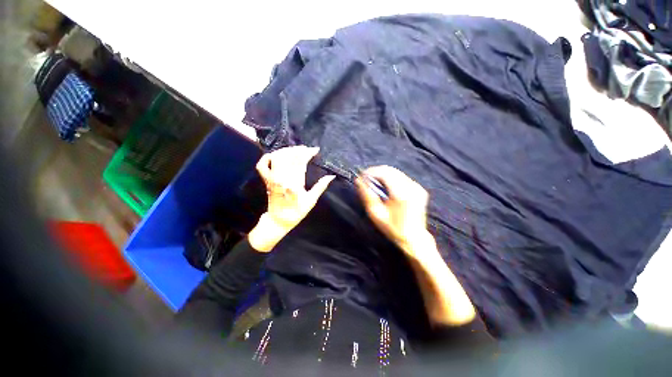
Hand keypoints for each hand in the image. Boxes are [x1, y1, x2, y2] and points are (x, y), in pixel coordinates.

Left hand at [249, 146, 334, 251]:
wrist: (279, 220)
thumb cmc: (297, 212)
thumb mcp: (311, 201)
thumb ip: (320, 187)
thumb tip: (331, 176)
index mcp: (294, 183)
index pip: (300, 162)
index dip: (308, 153)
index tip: (316, 150)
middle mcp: (282, 178)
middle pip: (289, 157)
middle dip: (299, 150)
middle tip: (307, 149)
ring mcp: (272, 178)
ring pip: (277, 158)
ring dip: (287, 151)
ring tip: (296, 150)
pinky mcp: (266, 180)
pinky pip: (262, 166)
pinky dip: (267, 158)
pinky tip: (276, 154)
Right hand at [355, 166, 431, 257]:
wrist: (414, 238)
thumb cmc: (393, 228)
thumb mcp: (376, 214)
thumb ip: (367, 196)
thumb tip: (358, 181)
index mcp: (401, 194)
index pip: (385, 173)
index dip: (371, 172)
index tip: (362, 177)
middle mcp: (411, 187)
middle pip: (390, 170)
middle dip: (376, 172)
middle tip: (366, 180)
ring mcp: (417, 187)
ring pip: (396, 172)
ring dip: (383, 175)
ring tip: (374, 184)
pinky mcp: (419, 189)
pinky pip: (402, 178)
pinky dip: (391, 179)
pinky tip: (386, 188)